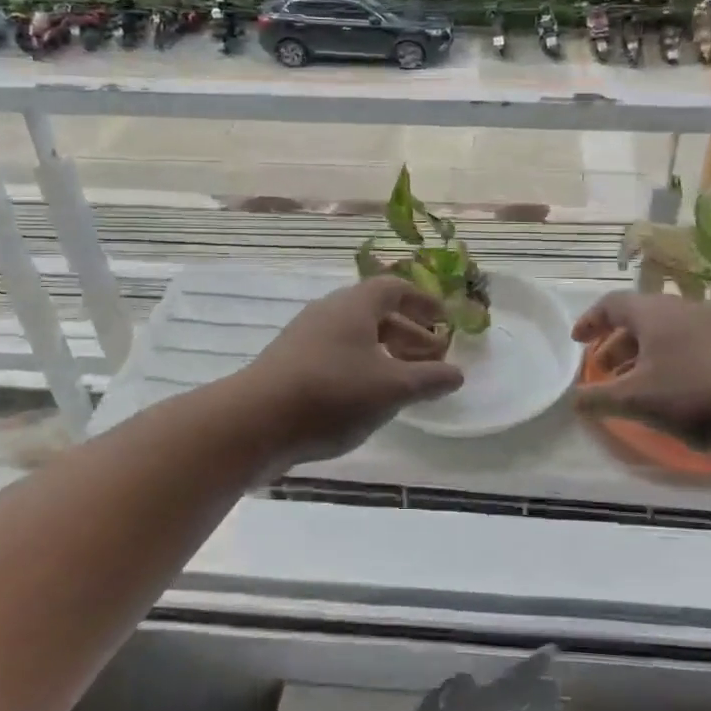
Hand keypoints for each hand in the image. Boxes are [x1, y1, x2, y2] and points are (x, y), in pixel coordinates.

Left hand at [237, 277, 464, 466]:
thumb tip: (456, 373)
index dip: (423, 301)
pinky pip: (337, 356)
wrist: (254, 422)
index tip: (444, 320)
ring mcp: (305, 339)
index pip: (394, 288)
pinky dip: (362, 368)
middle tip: (433, 356)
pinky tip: (370, 398)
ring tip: (407, 381)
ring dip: (386, 353)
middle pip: (376, 313)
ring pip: (356, 337)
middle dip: (409, 332)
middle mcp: (328, 313)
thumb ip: (428, 379)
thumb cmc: (332, 394)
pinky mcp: (290, 366)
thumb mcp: (391, 388)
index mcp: (354, 306)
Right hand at [572, 292, 710, 457]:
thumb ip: (599, 398)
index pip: (611, 304)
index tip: (576, 341)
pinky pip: (687, 342)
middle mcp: (680, 308)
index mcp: (652, 312)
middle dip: (615, 344)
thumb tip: (572, 400)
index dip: (589, 321)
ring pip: (664, 332)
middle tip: (604, 371)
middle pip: (638, 318)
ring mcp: (710, 322)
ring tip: (634, 384)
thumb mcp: (637, 400)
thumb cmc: (693, 393)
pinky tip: (673, 389)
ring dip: (642, 354)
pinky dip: (668, 359)